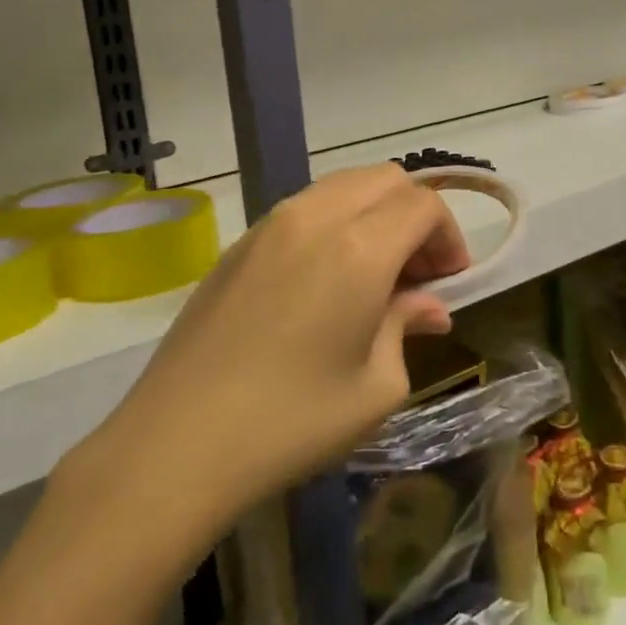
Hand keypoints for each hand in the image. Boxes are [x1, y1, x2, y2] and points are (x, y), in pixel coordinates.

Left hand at [71, 165, 468, 524]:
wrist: (176, 445)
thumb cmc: (291, 423)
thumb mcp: (375, 387)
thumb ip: (407, 327)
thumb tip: (427, 306)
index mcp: (359, 248)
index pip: (424, 205)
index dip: (449, 236)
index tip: (449, 282)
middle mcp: (317, 218)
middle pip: (386, 179)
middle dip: (415, 216)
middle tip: (417, 274)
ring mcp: (271, 224)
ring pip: (343, 186)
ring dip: (374, 214)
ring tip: (373, 275)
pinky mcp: (239, 243)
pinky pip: (305, 208)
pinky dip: (335, 224)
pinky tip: (324, 282)